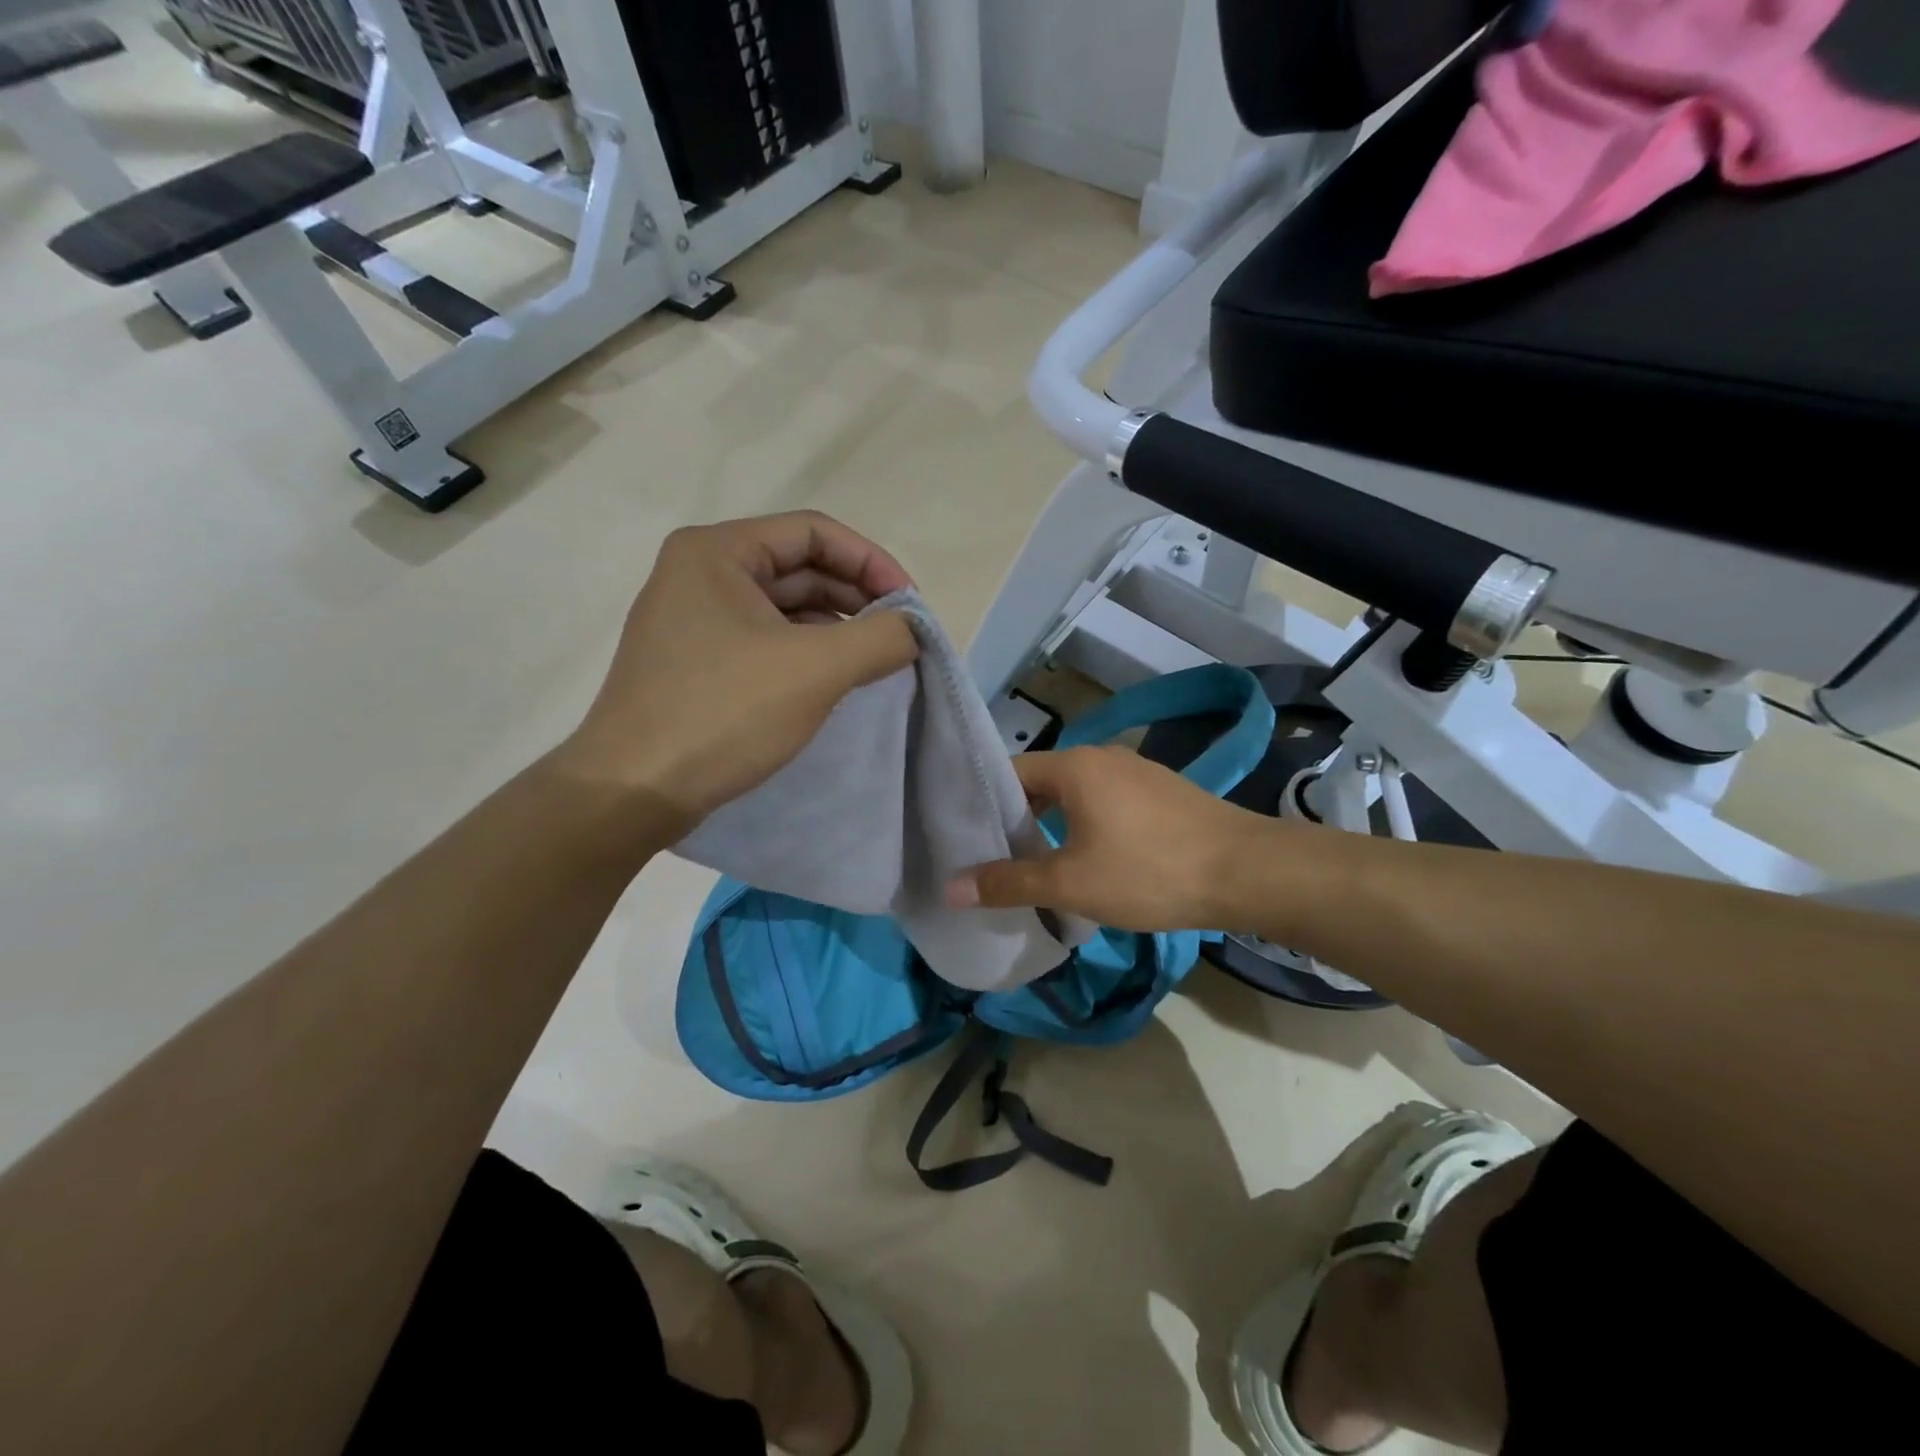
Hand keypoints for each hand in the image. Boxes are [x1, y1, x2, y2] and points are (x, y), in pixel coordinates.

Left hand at [557, 512, 918, 831]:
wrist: (632, 792)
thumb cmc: (722, 714)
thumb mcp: (815, 669)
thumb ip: (881, 638)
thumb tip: (914, 629)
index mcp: (717, 551)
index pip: (814, 533)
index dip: (872, 563)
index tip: (911, 606)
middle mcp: (700, 573)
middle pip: (800, 567)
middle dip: (856, 597)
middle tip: (899, 635)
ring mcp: (694, 619)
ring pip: (784, 607)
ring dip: (835, 627)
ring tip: (875, 660)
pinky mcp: (696, 662)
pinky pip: (766, 640)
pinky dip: (807, 652)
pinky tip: (834, 679)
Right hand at [945, 746, 1287, 931]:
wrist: (1247, 872)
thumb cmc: (1150, 872)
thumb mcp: (1071, 884)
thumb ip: (1009, 882)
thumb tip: (951, 887)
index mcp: (1074, 765)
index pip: (1008, 772)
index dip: (982, 804)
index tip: (963, 837)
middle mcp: (1102, 756)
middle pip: (1040, 782)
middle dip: (1016, 819)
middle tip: (991, 857)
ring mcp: (1135, 771)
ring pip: (1074, 794)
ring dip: (1052, 825)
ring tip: (1033, 863)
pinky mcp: (1160, 792)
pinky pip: (1105, 802)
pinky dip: (1084, 825)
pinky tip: (1086, 859)